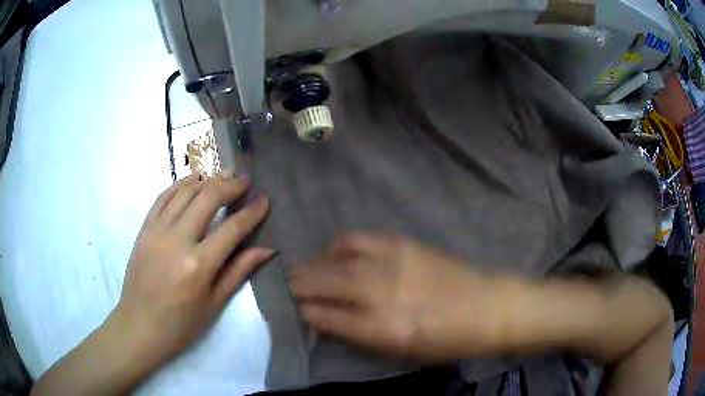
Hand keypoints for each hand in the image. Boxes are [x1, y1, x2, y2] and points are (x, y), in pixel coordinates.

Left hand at [112, 171, 272, 363]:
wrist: (140, 326)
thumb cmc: (181, 324)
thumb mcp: (214, 303)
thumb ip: (239, 271)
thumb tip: (267, 249)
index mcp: (199, 266)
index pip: (232, 228)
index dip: (252, 212)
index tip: (265, 200)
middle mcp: (177, 241)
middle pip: (207, 198)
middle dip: (230, 185)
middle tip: (243, 180)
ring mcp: (157, 231)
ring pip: (184, 191)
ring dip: (206, 179)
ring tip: (222, 176)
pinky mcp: (144, 229)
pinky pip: (163, 197)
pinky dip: (180, 184)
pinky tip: (192, 181)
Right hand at [289, 235, 504, 360]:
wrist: (487, 307)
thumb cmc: (446, 341)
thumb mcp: (400, 352)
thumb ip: (357, 335)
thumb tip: (325, 319)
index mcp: (381, 328)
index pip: (323, 316)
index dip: (304, 312)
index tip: (294, 310)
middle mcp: (379, 292)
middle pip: (321, 282)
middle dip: (297, 285)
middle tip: (286, 287)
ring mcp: (390, 262)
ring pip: (334, 256)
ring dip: (313, 264)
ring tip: (307, 271)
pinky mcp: (401, 243)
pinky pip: (356, 239)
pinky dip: (337, 247)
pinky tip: (334, 255)